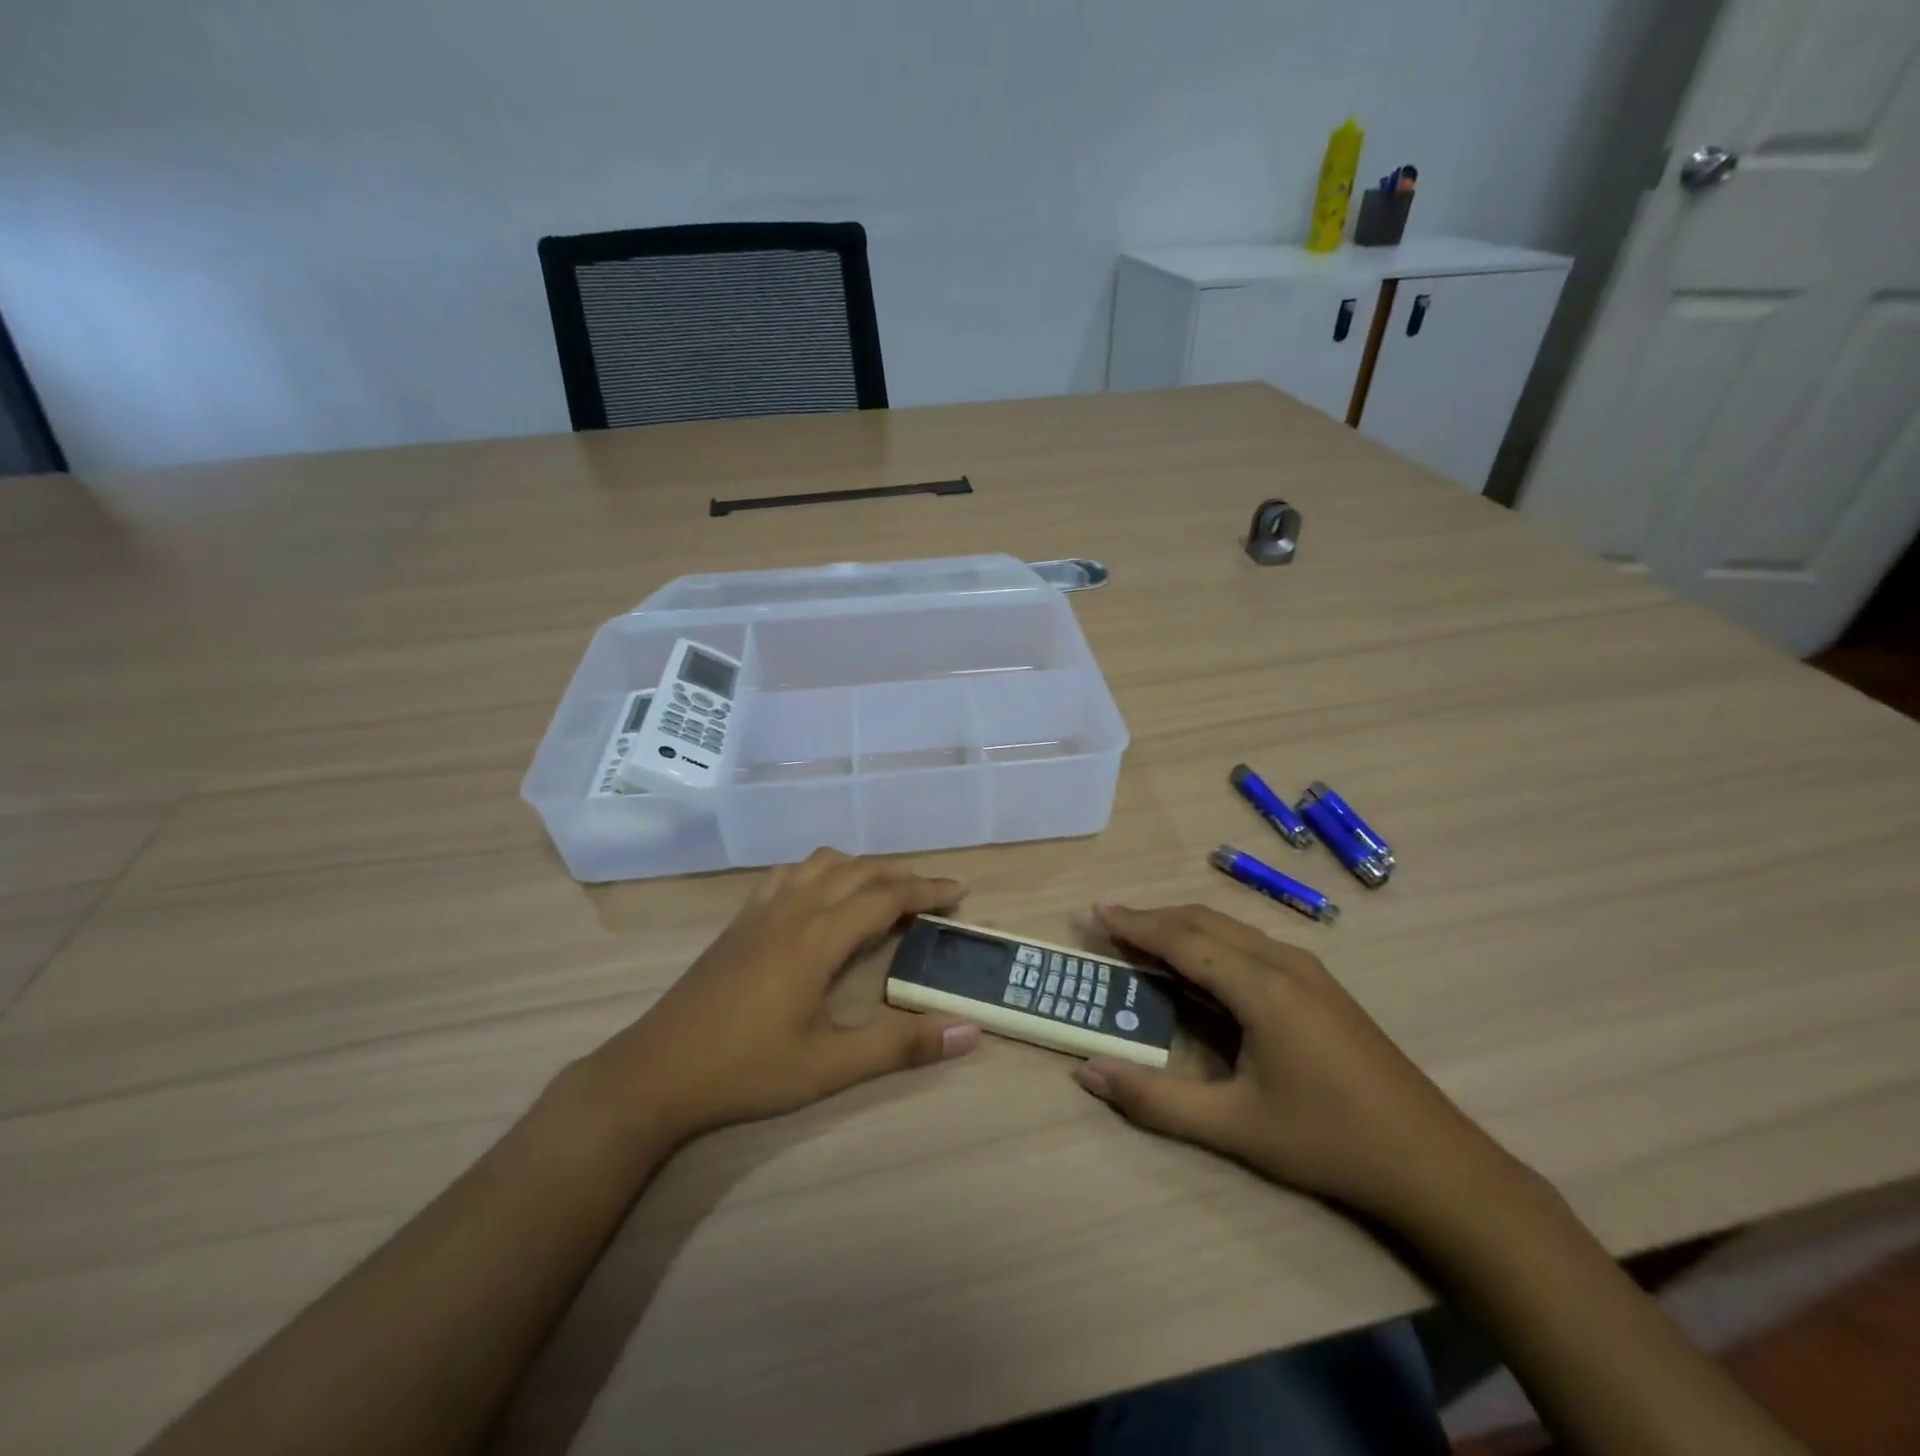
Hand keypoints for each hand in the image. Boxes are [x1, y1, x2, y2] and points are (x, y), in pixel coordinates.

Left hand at [583, 849, 981, 1144]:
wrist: (655, 1072)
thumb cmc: (747, 1070)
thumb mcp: (830, 1067)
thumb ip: (901, 1046)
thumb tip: (970, 1031)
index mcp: (818, 937)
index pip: (886, 896)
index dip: (927, 889)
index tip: (960, 892)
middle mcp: (793, 909)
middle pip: (859, 871)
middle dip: (902, 877)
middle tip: (934, 897)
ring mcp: (761, 910)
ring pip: (822, 863)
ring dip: (861, 868)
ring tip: (883, 894)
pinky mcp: (740, 920)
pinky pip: (788, 874)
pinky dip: (819, 871)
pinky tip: (820, 897)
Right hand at [1074, 903, 1519, 1225]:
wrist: (1434, 1164)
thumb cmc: (1328, 1142)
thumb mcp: (1234, 1128)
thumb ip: (1155, 1100)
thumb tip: (1087, 1071)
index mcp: (1261, 988)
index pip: (1183, 939)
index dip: (1137, 923)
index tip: (1097, 910)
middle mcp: (1284, 963)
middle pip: (1205, 922)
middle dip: (1155, 918)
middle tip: (1111, 924)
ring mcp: (1308, 971)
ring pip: (1231, 929)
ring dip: (1183, 928)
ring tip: (1145, 939)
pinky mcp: (1321, 986)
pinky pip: (1252, 945)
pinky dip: (1212, 942)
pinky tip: (1202, 967)